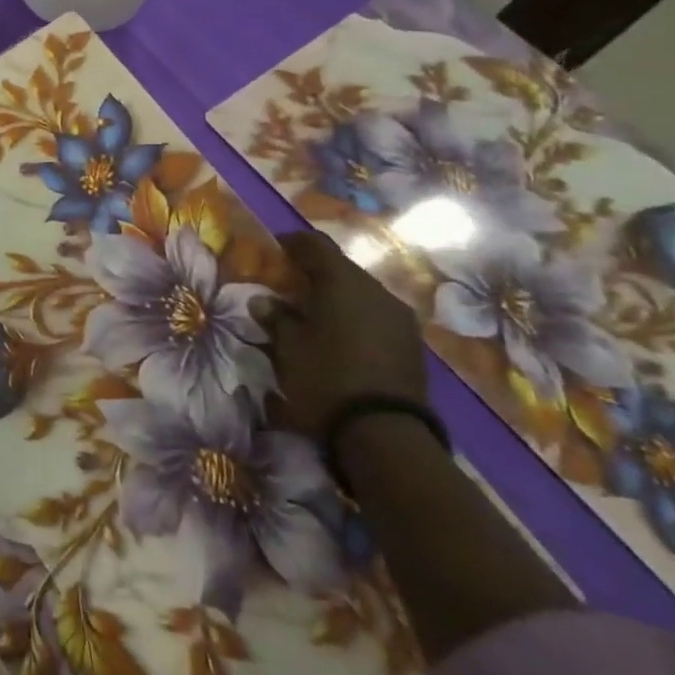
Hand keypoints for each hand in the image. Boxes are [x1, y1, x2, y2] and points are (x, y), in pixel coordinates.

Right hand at [266, 229, 426, 439]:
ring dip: (337, 296)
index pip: (315, 245)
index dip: (293, 242)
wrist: (385, 433)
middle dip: (315, 271)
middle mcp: (376, 291)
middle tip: (289, 282)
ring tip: (313, 311)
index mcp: (343, 282)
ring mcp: (400, 318)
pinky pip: (376, 315)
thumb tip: (263, 301)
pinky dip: (355, 316)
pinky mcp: (411, 343)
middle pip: (341, 268)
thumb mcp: (288, 347)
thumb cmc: (326, 377)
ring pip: (361, 293)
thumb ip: (275, 317)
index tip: (275, 247)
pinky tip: (339, 333)